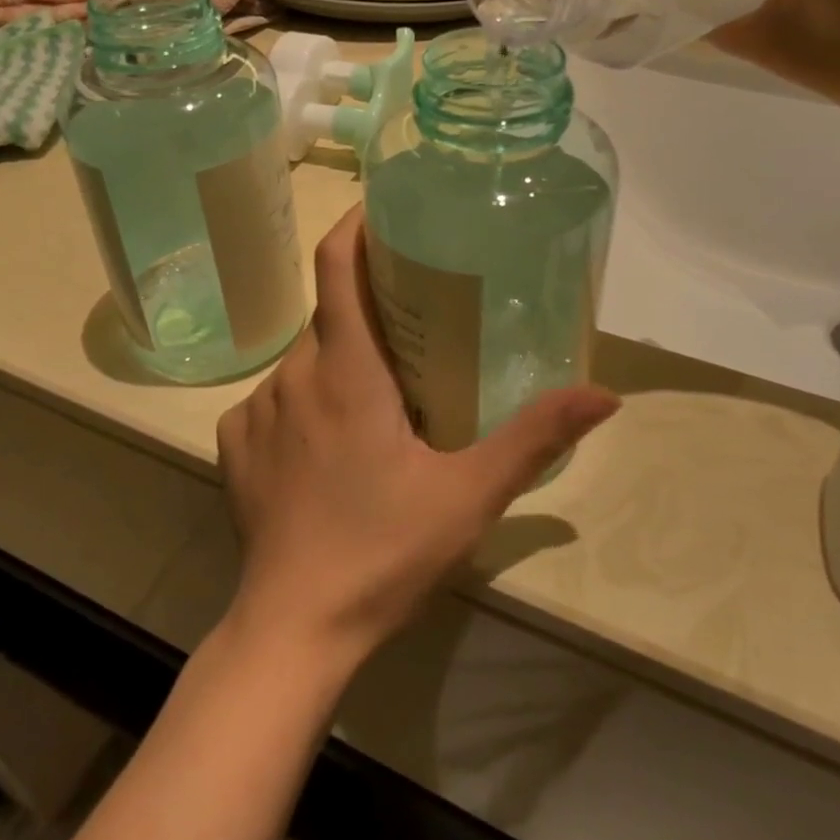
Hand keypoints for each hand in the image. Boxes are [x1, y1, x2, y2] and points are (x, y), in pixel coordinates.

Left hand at [216, 207, 619, 667]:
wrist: (292, 628)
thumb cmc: (383, 551)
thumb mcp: (470, 494)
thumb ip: (534, 437)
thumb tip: (605, 395)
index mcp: (345, 371)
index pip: (337, 267)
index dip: (355, 226)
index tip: (381, 211)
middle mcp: (293, 375)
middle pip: (330, 317)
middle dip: (368, 311)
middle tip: (412, 328)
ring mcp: (255, 409)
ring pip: (304, 360)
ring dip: (339, 363)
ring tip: (377, 399)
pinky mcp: (234, 443)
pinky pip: (274, 400)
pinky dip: (305, 403)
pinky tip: (327, 447)